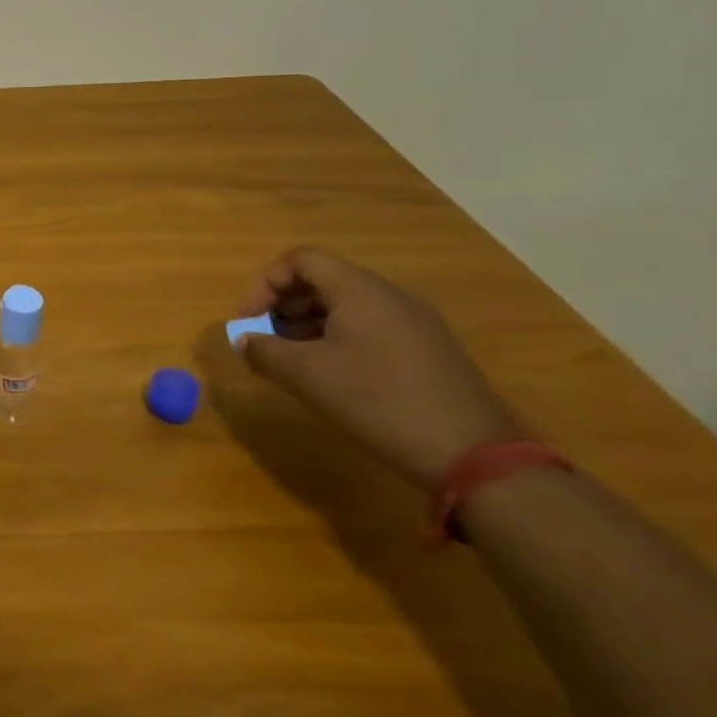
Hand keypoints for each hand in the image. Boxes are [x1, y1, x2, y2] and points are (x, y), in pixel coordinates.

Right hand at [235, 247, 521, 488]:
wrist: (472, 455)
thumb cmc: (378, 401)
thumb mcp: (306, 376)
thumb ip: (263, 351)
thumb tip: (244, 341)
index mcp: (361, 290)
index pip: (301, 260)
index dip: (264, 284)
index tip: (246, 321)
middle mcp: (391, 296)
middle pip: (323, 280)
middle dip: (283, 305)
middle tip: (264, 339)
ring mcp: (415, 323)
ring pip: (346, 305)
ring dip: (307, 324)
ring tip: (291, 359)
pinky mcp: (428, 350)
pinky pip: (370, 327)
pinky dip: (337, 338)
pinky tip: (330, 374)